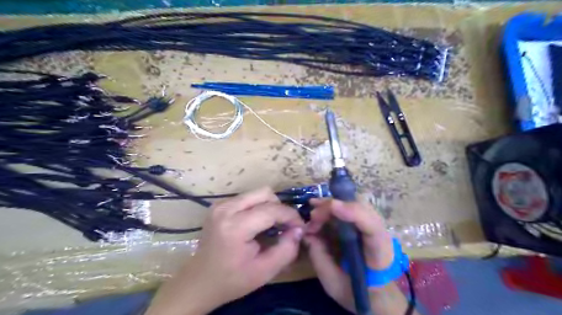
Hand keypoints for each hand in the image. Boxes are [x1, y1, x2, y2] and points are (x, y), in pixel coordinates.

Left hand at [144, 188, 302, 312]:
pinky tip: (257, 223)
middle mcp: (226, 208)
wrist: (198, 282)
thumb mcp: (264, 271)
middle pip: (265, 193)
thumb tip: (299, 229)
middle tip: (285, 226)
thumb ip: (287, 250)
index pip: (272, 210)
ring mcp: (220, 204)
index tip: (300, 228)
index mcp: (235, 226)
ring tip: (272, 225)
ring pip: (257, 193)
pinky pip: (247, 198)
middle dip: (280, 208)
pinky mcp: (219, 205)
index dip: (291, 216)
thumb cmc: (231, 280)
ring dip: (269, 207)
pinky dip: (258, 207)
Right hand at [305, 199, 391, 310]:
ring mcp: (374, 225)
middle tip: (313, 216)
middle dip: (334, 207)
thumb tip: (306, 233)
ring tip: (313, 211)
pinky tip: (318, 208)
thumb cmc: (356, 292)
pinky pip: (350, 207)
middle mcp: (380, 234)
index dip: (353, 213)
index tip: (331, 206)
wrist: (375, 294)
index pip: (372, 228)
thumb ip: (319, 257)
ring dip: (332, 205)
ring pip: (355, 203)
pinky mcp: (365, 223)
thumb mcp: (333, 283)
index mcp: (379, 254)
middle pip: (362, 208)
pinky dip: (333, 206)